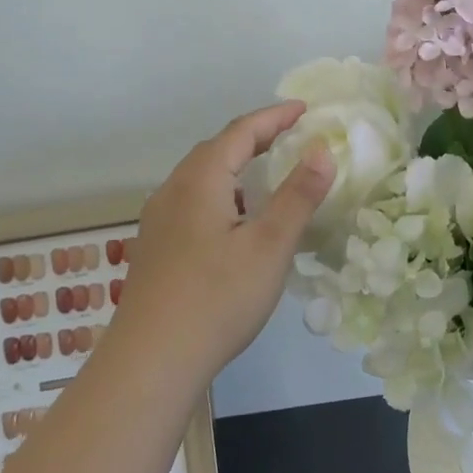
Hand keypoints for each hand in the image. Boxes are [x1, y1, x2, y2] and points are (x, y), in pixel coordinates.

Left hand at [110, 102, 333, 386]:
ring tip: (267, 174)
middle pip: (216, 150)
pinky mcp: (155, 248)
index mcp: (199, 181)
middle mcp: (173, 191)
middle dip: (254, 137)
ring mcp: (159, 221)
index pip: (240, 132)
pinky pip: (193, 202)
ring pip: (201, 177)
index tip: (304, 109)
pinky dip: (222, 193)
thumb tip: (322, 150)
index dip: (274, 117)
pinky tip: (236, 221)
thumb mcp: (270, 246)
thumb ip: (298, 195)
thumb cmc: (217, 298)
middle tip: (290, 136)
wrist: (150, 363)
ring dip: (235, 166)